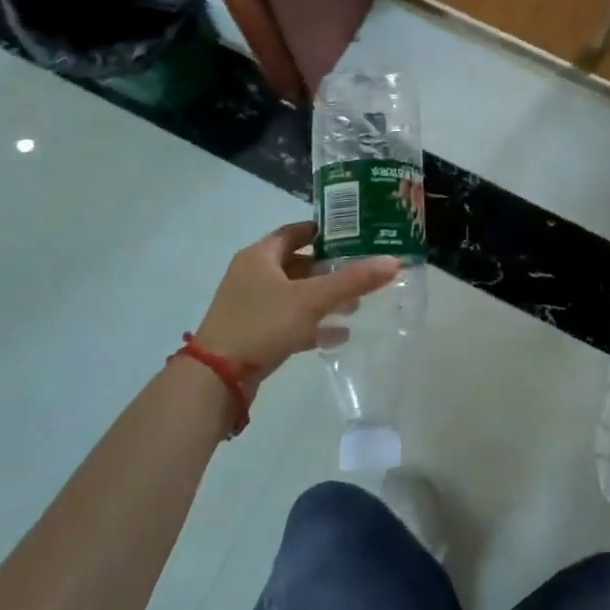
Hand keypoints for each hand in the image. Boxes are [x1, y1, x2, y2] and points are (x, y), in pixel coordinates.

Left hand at [193, 222, 399, 383]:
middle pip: (297, 263)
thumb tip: (393, 261)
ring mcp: (250, 306)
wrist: (216, 379)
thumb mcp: (312, 299)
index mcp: (259, 256)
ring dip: (323, 298)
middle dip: (329, 269)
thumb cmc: (262, 324)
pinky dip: (312, 324)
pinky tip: (338, 335)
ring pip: (294, 294)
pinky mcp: (253, 333)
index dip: (323, 231)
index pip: (295, 232)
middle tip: (361, 272)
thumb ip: (352, 280)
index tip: (353, 235)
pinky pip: (288, 320)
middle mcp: (252, 275)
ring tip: (355, 305)